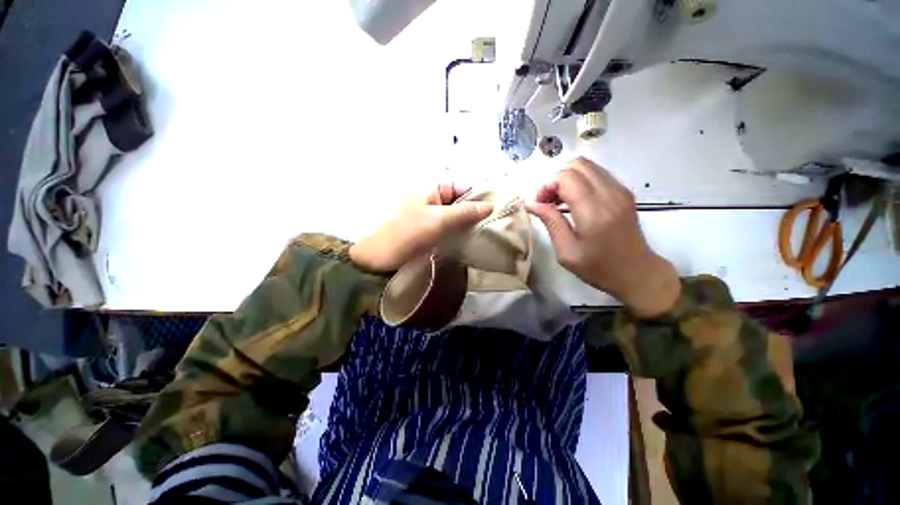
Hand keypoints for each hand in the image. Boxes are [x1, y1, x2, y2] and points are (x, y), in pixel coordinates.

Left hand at [350, 184, 492, 272]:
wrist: (378, 257)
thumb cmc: (407, 233)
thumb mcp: (438, 219)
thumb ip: (465, 211)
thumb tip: (490, 205)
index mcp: (433, 187)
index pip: (465, 185)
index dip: (482, 195)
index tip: (500, 208)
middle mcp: (434, 197)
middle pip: (462, 200)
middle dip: (478, 211)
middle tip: (498, 224)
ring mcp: (432, 215)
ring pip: (458, 215)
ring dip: (471, 223)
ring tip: (490, 232)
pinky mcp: (431, 230)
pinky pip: (450, 227)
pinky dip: (461, 231)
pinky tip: (473, 239)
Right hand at [527, 158, 680, 317]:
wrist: (637, 273)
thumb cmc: (598, 267)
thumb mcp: (566, 251)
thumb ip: (551, 222)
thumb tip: (532, 203)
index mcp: (594, 211)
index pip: (566, 177)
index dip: (546, 185)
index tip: (538, 203)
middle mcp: (610, 194)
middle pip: (577, 164)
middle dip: (555, 179)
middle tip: (547, 201)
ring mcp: (620, 190)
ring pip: (588, 166)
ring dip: (567, 178)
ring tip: (558, 201)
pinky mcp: (624, 192)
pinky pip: (597, 174)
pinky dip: (580, 181)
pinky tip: (574, 201)